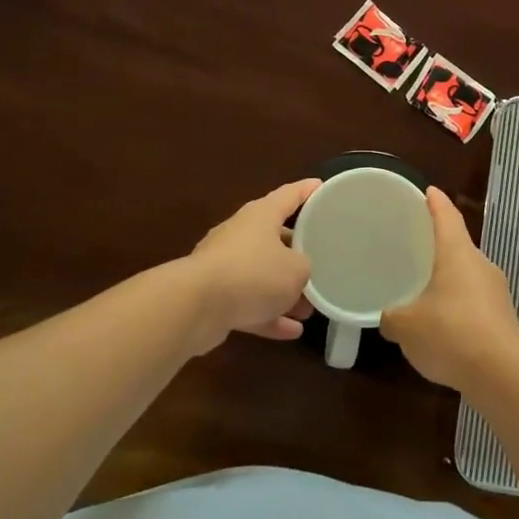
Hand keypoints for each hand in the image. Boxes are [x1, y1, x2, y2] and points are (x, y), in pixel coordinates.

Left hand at [187, 179, 320, 352]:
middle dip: (298, 253)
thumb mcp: (297, 269)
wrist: (195, 305)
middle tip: (322, 262)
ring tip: (309, 309)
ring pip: (262, 275)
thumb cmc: (254, 274)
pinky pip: (249, 303)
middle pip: (275, 237)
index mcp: (261, 215)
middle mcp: (241, 234)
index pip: (289, 195)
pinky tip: (291, 332)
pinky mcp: (215, 296)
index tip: (322, 187)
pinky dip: (268, 315)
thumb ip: (305, 267)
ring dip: (284, 292)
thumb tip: (298, 273)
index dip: (307, 190)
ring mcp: (225, 265)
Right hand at [379, 187, 518, 391]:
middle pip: (459, 245)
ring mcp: (496, 292)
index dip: (436, 202)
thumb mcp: (406, 326)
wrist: (502, 375)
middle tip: (416, 245)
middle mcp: (481, 265)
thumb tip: (388, 316)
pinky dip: (458, 304)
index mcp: (457, 253)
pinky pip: (475, 301)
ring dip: (449, 278)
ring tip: (425, 288)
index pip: (447, 216)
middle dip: (439, 244)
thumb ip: (392, 316)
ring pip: (468, 275)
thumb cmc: (450, 334)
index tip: (428, 191)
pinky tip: (443, 324)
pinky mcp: (503, 318)